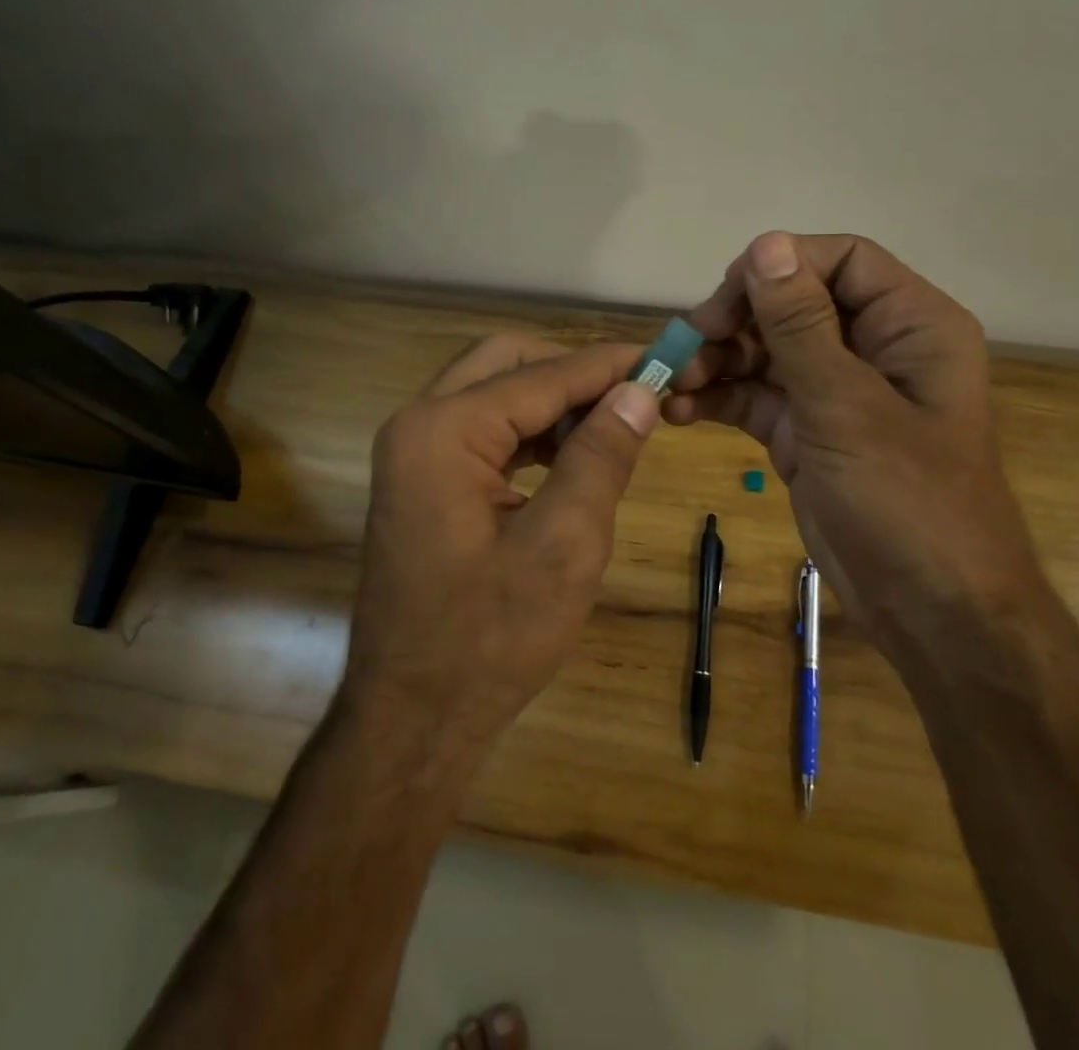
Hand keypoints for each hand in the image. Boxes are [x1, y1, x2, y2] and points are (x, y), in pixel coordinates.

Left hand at [342, 334, 659, 775]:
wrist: (412, 719)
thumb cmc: (490, 639)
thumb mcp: (564, 545)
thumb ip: (601, 456)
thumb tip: (639, 391)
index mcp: (443, 430)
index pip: (542, 376)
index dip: (608, 366)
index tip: (667, 360)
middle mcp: (417, 423)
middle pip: (506, 362)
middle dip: (573, 370)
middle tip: (634, 392)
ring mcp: (413, 452)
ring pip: (493, 392)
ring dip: (553, 400)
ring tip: (614, 424)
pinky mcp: (422, 479)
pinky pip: (482, 430)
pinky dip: (530, 431)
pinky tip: (572, 454)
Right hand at [667, 232, 1037, 648]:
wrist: (930, 613)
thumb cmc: (908, 502)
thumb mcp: (847, 407)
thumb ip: (801, 325)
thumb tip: (766, 244)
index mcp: (910, 325)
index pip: (841, 261)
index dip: (780, 267)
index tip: (726, 298)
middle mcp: (874, 348)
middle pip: (793, 304)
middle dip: (736, 320)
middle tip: (687, 344)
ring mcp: (836, 391)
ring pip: (766, 350)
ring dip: (717, 361)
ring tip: (673, 383)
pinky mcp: (806, 431)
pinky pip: (756, 396)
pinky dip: (719, 398)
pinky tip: (681, 412)